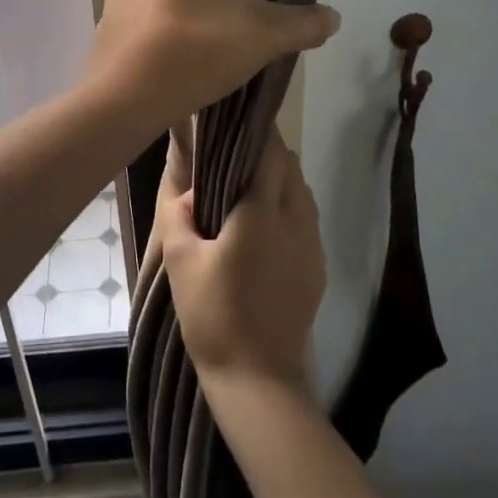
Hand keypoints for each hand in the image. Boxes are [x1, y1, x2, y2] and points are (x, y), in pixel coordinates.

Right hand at [157, 128, 326, 393]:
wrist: (258, 379)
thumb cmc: (213, 316)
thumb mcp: (181, 263)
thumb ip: (179, 215)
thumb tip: (188, 189)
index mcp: (261, 212)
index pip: (269, 151)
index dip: (256, 130)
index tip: (236, 119)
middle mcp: (295, 219)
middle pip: (289, 165)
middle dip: (267, 151)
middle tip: (234, 155)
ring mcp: (312, 243)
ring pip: (302, 190)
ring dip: (280, 179)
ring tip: (248, 189)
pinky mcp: (317, 266)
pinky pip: (307, 217)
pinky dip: (289, 206)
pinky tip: (265, 227)